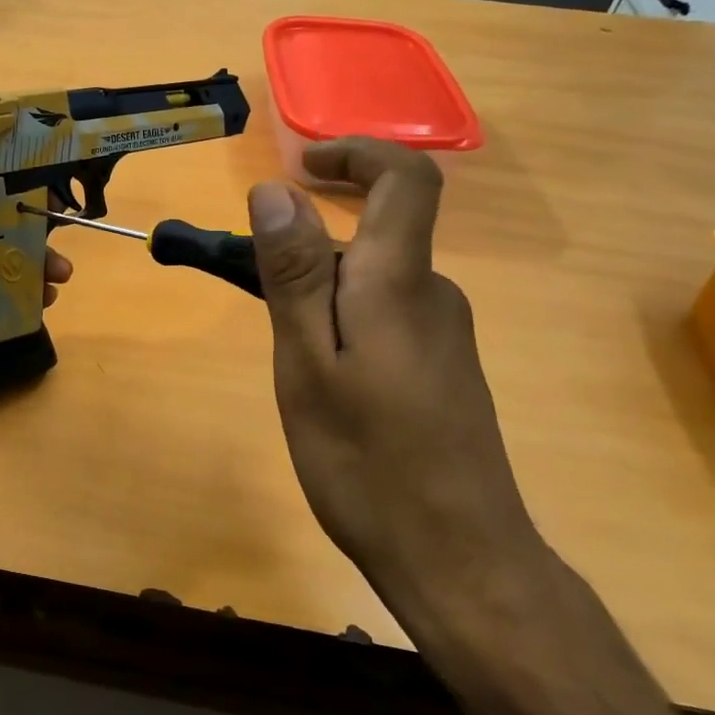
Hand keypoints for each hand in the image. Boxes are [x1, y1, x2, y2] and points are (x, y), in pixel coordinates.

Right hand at [247, 138, 542, 628]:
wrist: (461, 561)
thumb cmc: (369, 464)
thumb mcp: (308, 365)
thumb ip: (295, 275)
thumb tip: (277, 190)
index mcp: (400, 283)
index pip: (406, 178)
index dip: (357, 153)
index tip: (302, 166)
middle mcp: (434, 294)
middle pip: (379, 232)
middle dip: (312, 239)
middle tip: (253, 282)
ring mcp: (445, 334)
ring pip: (376, 280)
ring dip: (323, 288)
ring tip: (282, 347)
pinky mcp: (443, 369)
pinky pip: (386, 314)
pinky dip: (344, 318)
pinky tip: (323, 379)